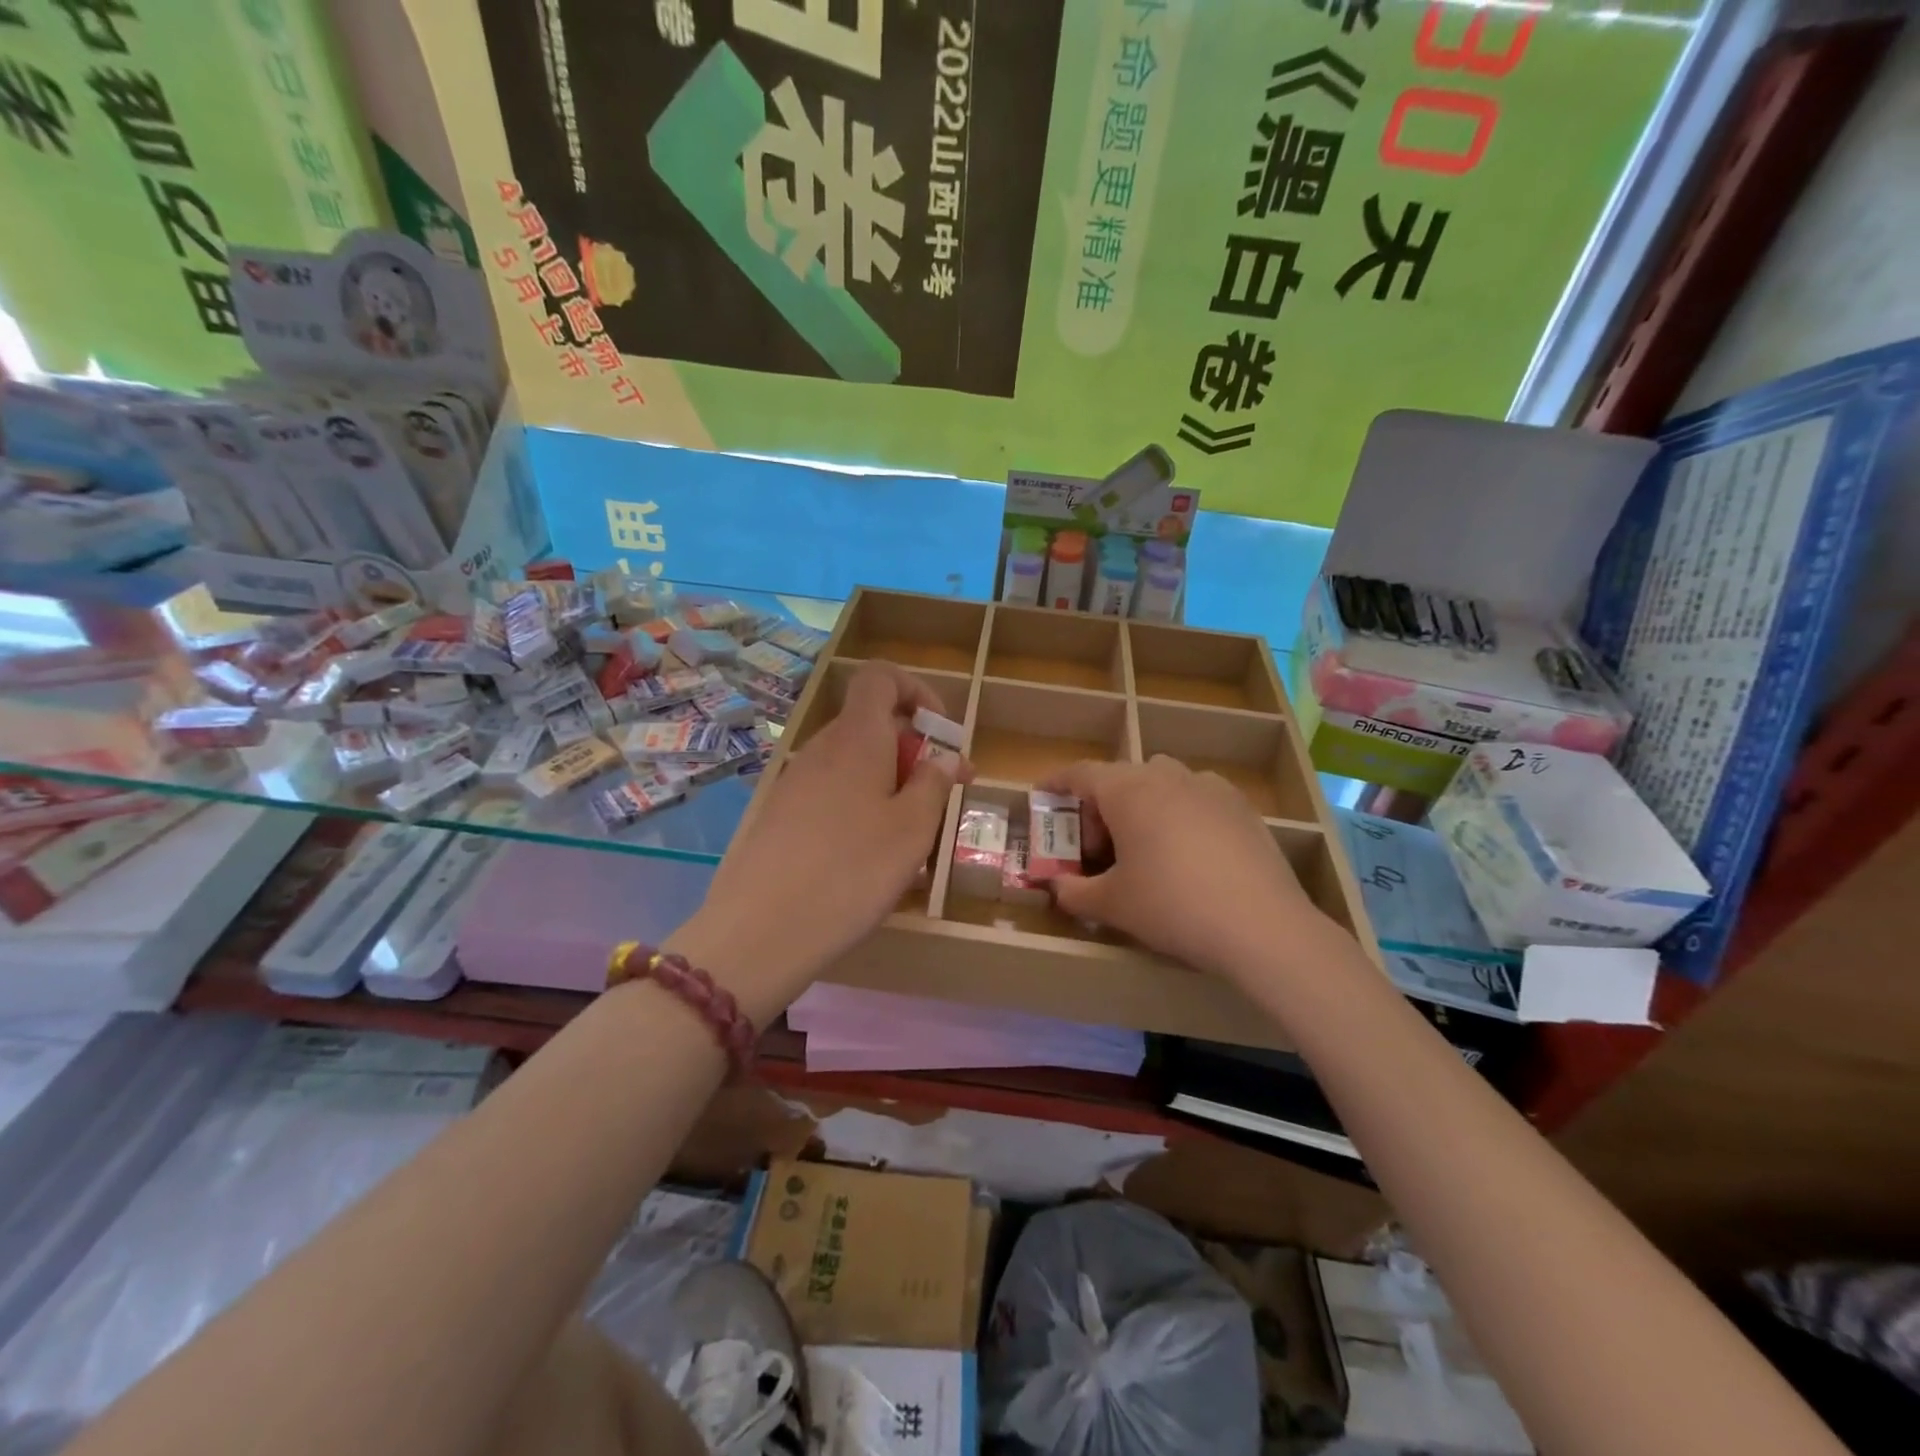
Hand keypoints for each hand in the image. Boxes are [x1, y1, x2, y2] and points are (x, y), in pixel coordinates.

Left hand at [674, 661, 967, 1004]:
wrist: (762, 929)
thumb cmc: (853, 870)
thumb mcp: (912, 829)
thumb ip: (934, 784)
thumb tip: (946, 758)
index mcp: (856, 737)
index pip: (880, 677)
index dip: (916, 691)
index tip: (941, 734)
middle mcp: (821, 748)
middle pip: (870, 725)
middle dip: (911, 750)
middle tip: (940, 797)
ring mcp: (794, 782)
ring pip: (852, 764)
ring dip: (887, 783)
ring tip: (909, 836)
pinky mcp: (779, 815)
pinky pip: (829, 793)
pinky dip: (858, 806)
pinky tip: (867, 857)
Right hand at [1040, 756, 1338, 982]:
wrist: (1262, 926)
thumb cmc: (1172, 906)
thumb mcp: (1112, 905)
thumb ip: (1073, 893)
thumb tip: (1056, 888)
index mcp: (1128, 790)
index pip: (1081, 773)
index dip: (1057, 782)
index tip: (1043, 794)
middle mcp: (1167, 776)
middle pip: (1121, 778)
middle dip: (1101, 806)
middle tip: (1098, 849)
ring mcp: (1209, 787)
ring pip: (1162, 782)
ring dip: (1142, 805)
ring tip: (1145, 847)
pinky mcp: (1241, 806)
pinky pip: (1196, 797)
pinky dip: (1180, 813)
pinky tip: (1189, 853)